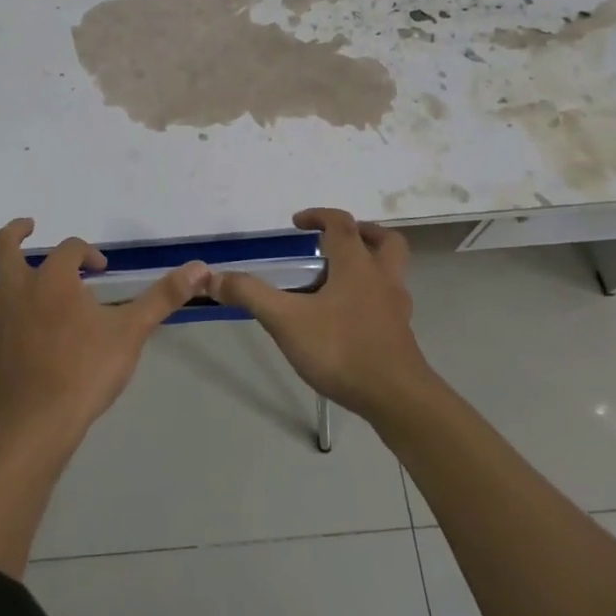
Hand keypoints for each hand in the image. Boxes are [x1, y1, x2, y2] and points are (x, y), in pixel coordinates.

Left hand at [0, 218, 208, 446]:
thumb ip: (163, 297)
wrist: (37, 423)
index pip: (69, 249)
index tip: (99, 269)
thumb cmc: (86, 372)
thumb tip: (200, 267)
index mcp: (54, 280)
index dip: (85, 252)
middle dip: (16, 232)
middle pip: (5, 248)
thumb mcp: (131, 332)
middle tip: (28, 226)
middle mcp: (17, 290)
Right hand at [211, 208, 430, 421]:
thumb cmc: (341, 349)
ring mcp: (396, 308)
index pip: (341, 224)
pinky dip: (371, 298)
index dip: (319, 216)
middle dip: (361, 233)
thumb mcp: (286, 320)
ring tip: (339, 280)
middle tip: (335, 242)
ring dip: (370, 265)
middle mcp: (382, 278)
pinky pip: (388, 302)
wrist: (396, 398)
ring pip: (392, 272)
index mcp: (356, 265)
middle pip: (384, 241)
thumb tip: (214, 277)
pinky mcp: (401, 335)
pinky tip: (347, 319)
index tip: (298, 223)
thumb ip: (250, 295)